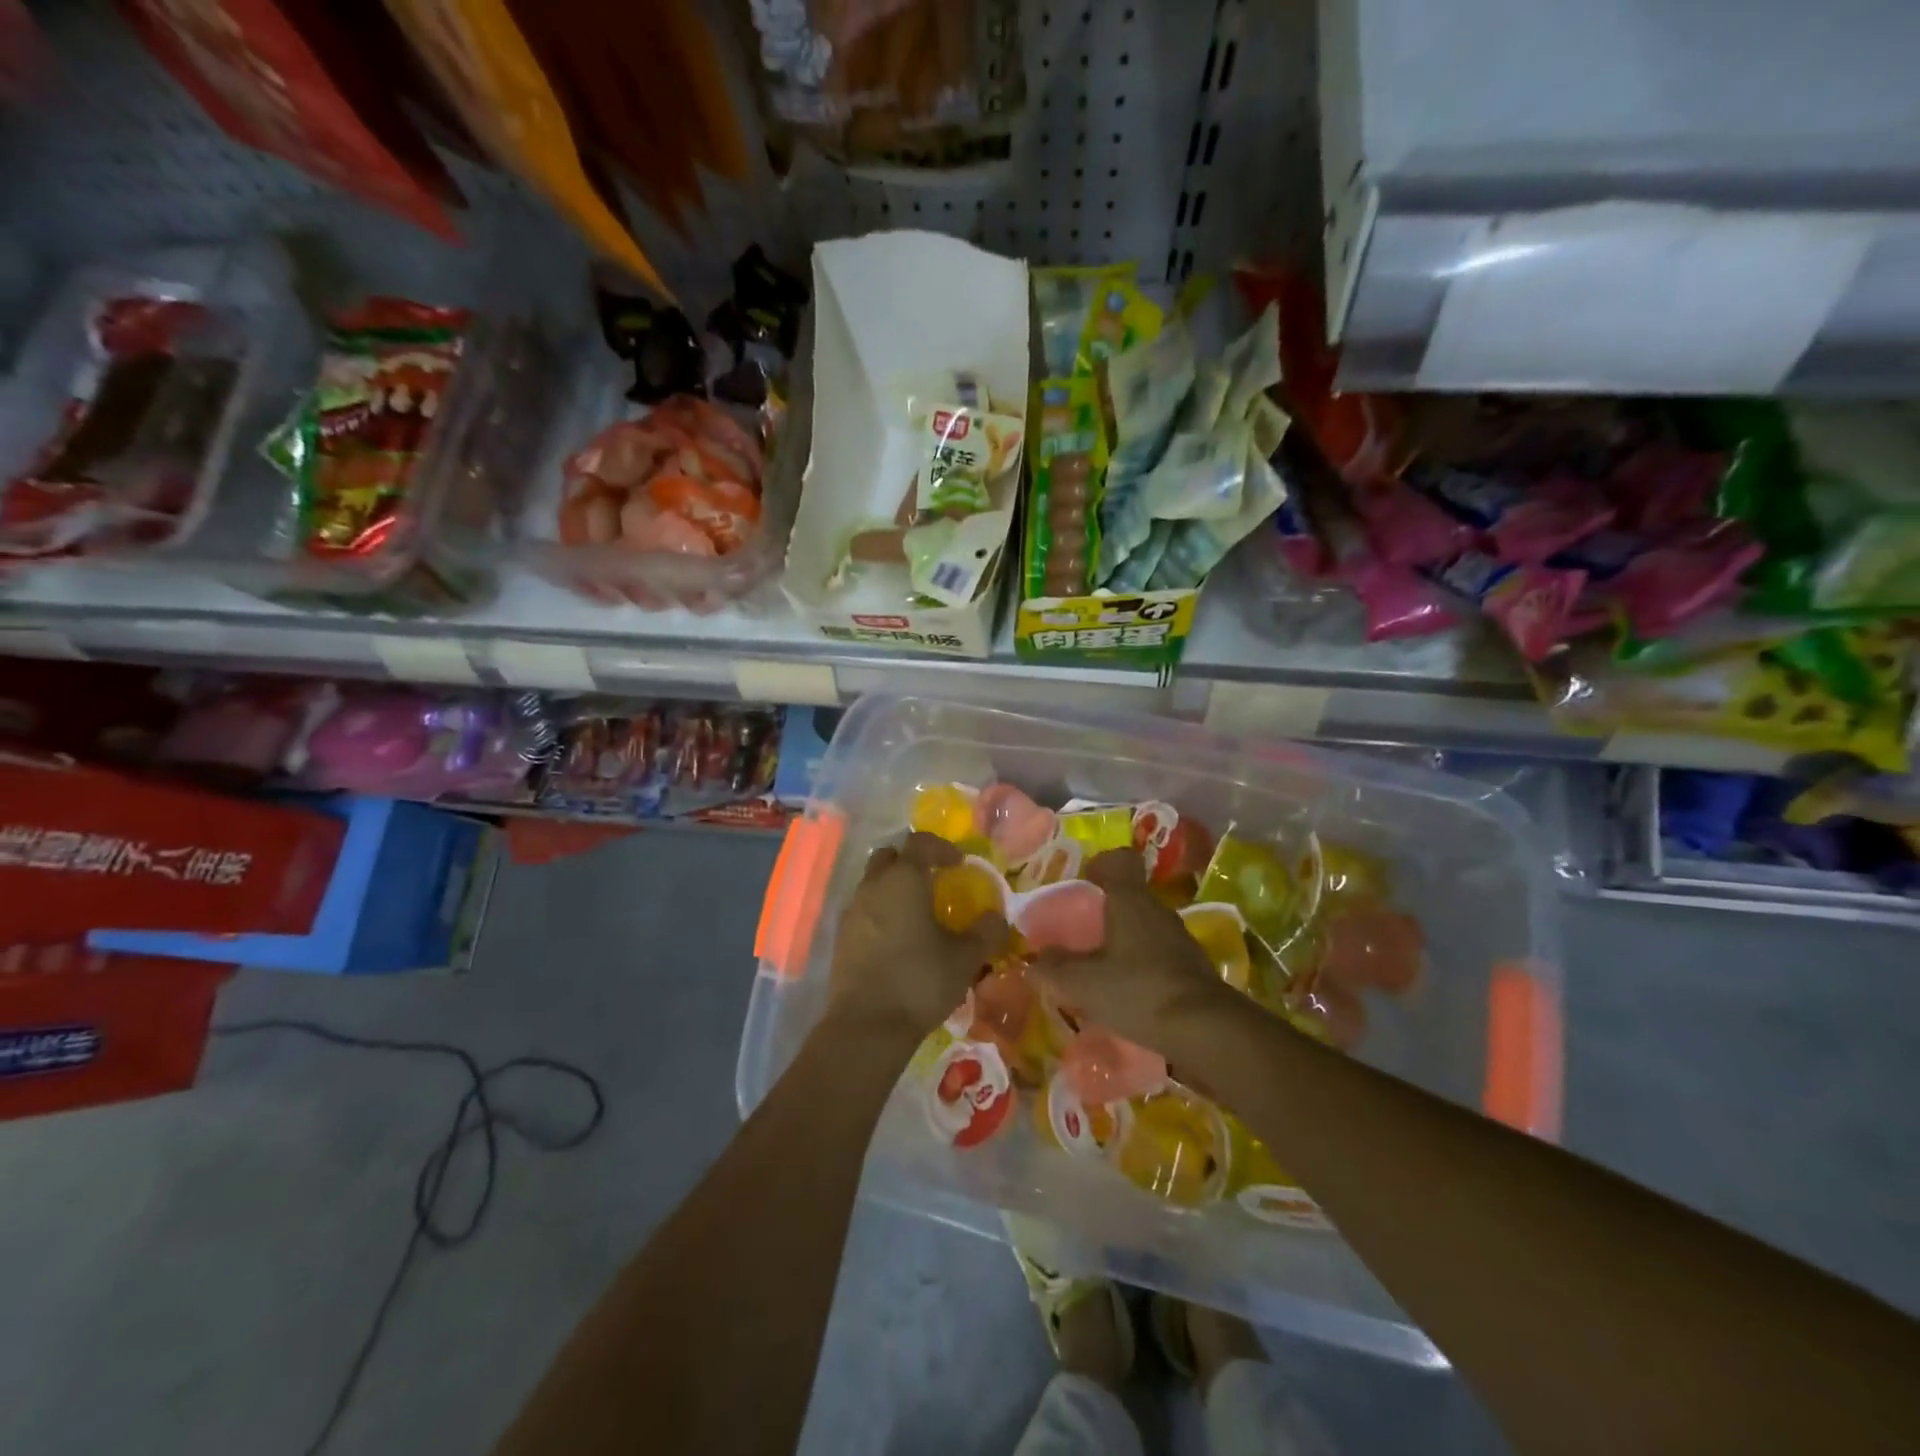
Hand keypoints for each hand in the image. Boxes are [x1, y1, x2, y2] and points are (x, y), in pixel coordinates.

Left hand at [828, 831, 1009, 1042]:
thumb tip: (997, 917)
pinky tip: (899, 940)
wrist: (866, 1027)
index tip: (959, 865)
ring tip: (918, 914)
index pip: (921, 843)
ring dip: (895, 888)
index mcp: (903, 879)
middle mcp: (873, 887)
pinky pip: (864, 910)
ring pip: (873, 883)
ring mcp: (852, 912)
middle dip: (912, 862)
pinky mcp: (841, 938)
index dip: (942, 848)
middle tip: (934, 882)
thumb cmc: (919, 981)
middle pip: (890, 857)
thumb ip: (985, 932)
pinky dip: (882, 913)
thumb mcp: (965, 958)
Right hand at [1029, 848, 1233, 1056]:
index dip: (1100, 864)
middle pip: (1129, 898)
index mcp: (1130, 901)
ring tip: (1098, 968)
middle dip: (1104, 912)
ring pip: (1143, 929)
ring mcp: (1179, 940)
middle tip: (1078, 932)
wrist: (1207, 1031)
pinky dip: (1140, 967)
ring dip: (1122, 942)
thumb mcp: (1083, 983)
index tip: (1082, 880)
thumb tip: (1034, 960)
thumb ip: (1054, 969)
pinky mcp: (1192, 969)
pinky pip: (1157, 957)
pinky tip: (1125, 994)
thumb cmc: (1138, 991)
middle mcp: (1157, 911)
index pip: (1119, 861)